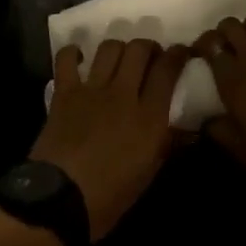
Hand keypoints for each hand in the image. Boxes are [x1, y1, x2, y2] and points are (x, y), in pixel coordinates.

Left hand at [31, 39, 189, 240]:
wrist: (61, 199)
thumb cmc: (110, 196)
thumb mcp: (149, 173)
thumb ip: (166, 143)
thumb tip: (184, 128)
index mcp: (149, 117)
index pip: (168, 70)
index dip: (178, 54)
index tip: (181, 51)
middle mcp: (123, 94)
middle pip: (139, 50)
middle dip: (148, 46)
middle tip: (150, 55)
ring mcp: (92, 89)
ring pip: (110, 48)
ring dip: (118, 47)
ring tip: (119, 57)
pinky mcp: (65, 92)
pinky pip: (67, 59)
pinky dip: (73, 53)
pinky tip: (79, 57)